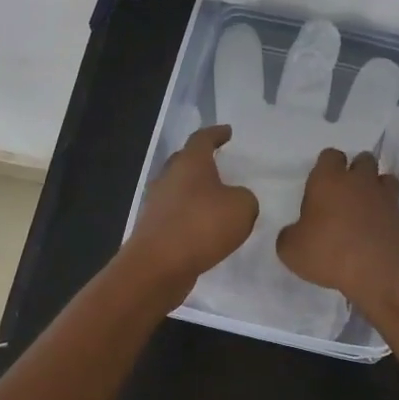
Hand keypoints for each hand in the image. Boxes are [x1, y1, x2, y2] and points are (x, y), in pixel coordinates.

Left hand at [123, 125, 258, 293]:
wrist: (157, 267)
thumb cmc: (201, 226)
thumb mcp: (242, 208)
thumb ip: (246, 198)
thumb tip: (236, 200)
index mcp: (190, 163)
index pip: (202, 138)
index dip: (216, 133)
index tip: (227, 132)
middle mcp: (169, 177)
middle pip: (185, 160)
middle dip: (201, 160)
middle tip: (219, 163)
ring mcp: (156, 203)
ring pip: (178, 188)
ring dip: (195, 190)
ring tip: (215, 198)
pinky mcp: (153, 228)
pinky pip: (175, 213)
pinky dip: (190, 215)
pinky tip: (204, 227)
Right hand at [276, 149, 398, 310]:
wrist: (379, 272)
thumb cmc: (329, 252)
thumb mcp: (291, 250)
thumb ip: (290, 235)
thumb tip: (295, 232)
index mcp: (328, 179)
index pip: (329, 155)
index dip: (325, 167)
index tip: (319, 185)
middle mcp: (358, 180)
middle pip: (362, 159)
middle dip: (355, 170)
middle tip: (343, 193)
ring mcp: (384, 196)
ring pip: (384, 177)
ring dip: (375, 186)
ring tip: (365, 206)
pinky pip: (394, 203)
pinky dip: (387, 210)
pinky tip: (376, 227)